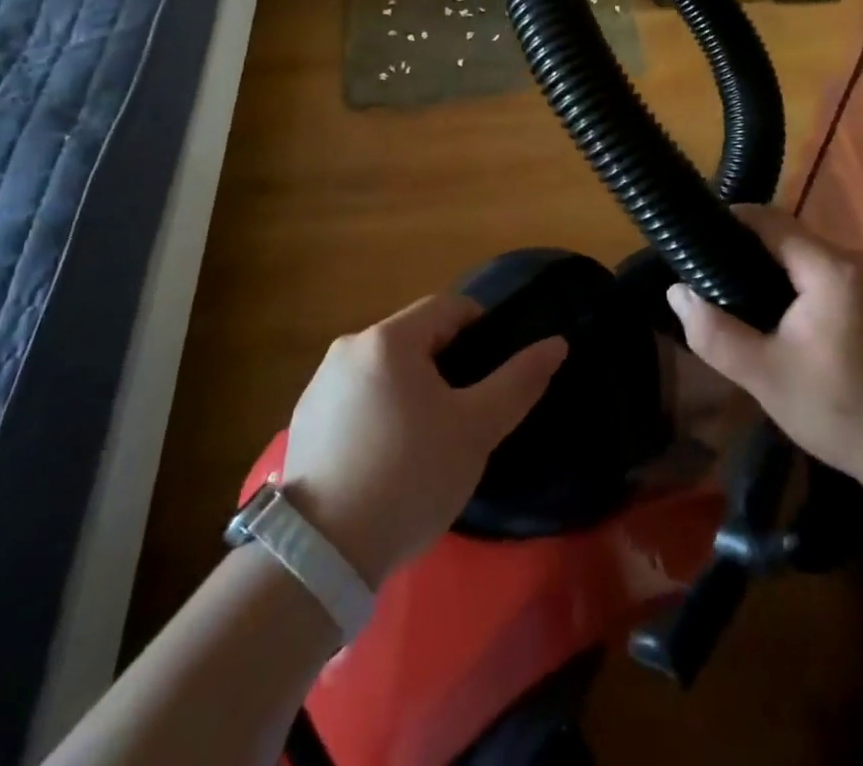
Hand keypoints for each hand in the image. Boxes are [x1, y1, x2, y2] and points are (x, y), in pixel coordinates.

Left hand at [280, 294, 566, 585]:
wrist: (321, 556)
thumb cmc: (409, 477)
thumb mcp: (475, 430)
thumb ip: (519, 381)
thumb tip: (557, 343)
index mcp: (389, 338)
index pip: (449, 307)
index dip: (481, 331)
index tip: (493, 374)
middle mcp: (350, 347)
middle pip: (416, 337)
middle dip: (447, 365)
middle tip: (465, 414)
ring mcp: (321, 382)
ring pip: (386, 368)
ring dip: (413, 389)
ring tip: (426, 441)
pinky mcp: (304, 417)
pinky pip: (358, 396)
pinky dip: (380, 411)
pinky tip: (386, 459)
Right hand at [665, 206, 862, 483]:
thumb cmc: (842, 411)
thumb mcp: (765, 376)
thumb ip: (715, 332)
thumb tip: (677, 292)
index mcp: (831, 268)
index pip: (770, 220)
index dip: (729, 221)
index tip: (693, 239)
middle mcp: (855, 262)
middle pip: (788, 239)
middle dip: (745, 252)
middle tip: (707, 279)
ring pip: (806, 260)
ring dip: (770, 272)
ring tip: (734, 300)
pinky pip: (826, 278)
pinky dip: (796, 288)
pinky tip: (778, 321)